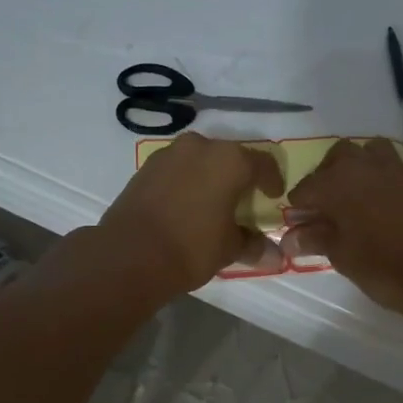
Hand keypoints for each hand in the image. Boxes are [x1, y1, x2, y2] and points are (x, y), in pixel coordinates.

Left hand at [100, 133, 286, 292]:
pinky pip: (177, 169)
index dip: (272, 181)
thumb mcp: (229, 249)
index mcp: (230, 160)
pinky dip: (186, 181)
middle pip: (230, 157)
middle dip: (239, 176)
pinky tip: (185, 205)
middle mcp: (201, 147)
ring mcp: (169, 154)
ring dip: (210, 176)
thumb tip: (274, 255)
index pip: (263, 164)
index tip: (273, 197)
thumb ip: (253, 245)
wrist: (129, 255)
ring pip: (200, 160)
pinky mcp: (146, 167)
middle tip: (243, 200)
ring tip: (212, 203)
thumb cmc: (191, 247)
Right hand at [283, 139, 402, 322]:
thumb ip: (315, 239)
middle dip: (325, 180)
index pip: (304, 189)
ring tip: (352, 201)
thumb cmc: (383, 266)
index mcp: (336, 182)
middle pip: (334, 160)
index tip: (300, 230)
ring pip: (364, 153)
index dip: (298, 210)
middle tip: (324, 212)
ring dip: (353, 169)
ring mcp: (391, 168)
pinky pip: (387, 166)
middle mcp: (361, 165)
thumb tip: (290, 238)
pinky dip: (376, 177)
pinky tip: (376, 205)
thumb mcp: (342, 256)